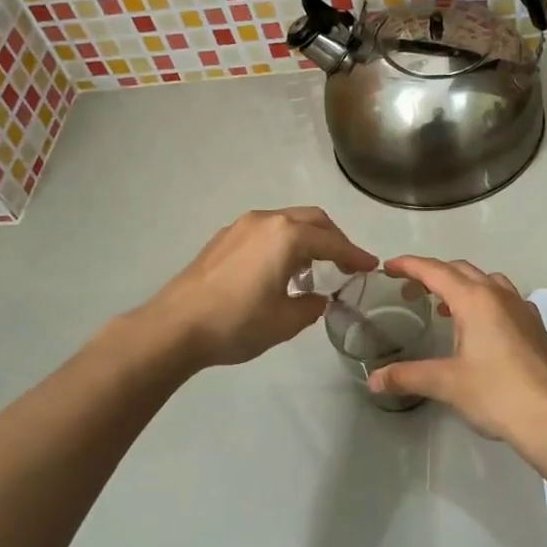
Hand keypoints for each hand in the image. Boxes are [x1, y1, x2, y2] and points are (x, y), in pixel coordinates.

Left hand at [142, 208, 376, 368]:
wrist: (175, 326)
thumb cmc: (236, 323)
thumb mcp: (285, 322)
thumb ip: (311, 306)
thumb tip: (316, 299)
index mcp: (287, 235)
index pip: (332, 242)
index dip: (355, 255)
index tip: (371, 266)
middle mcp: (266, 220)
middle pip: (312, 220)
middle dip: (333, 239)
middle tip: (346, 263)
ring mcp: (241, 226)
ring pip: (287, 222)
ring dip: (307, 240)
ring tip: (313, 270)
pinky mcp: (223, 238)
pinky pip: (265, 231)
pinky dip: (283, 243)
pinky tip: (279, 270)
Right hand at [368, 256, 546, 451]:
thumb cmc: (495, 393)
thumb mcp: (445, 383)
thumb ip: (406, 376)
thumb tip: (373, 381)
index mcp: (474, 300)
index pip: (435, 271)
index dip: (409, 266)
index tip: (389, 267)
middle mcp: (499, 295)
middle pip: (460, 270)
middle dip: (432, 274)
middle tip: (410, 291)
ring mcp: (522, 308)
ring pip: (487, 280)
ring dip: (461, 285)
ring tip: (444, 308)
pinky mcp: (535, 326)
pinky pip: (506, 298)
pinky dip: (486, 300)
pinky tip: (482, 324)